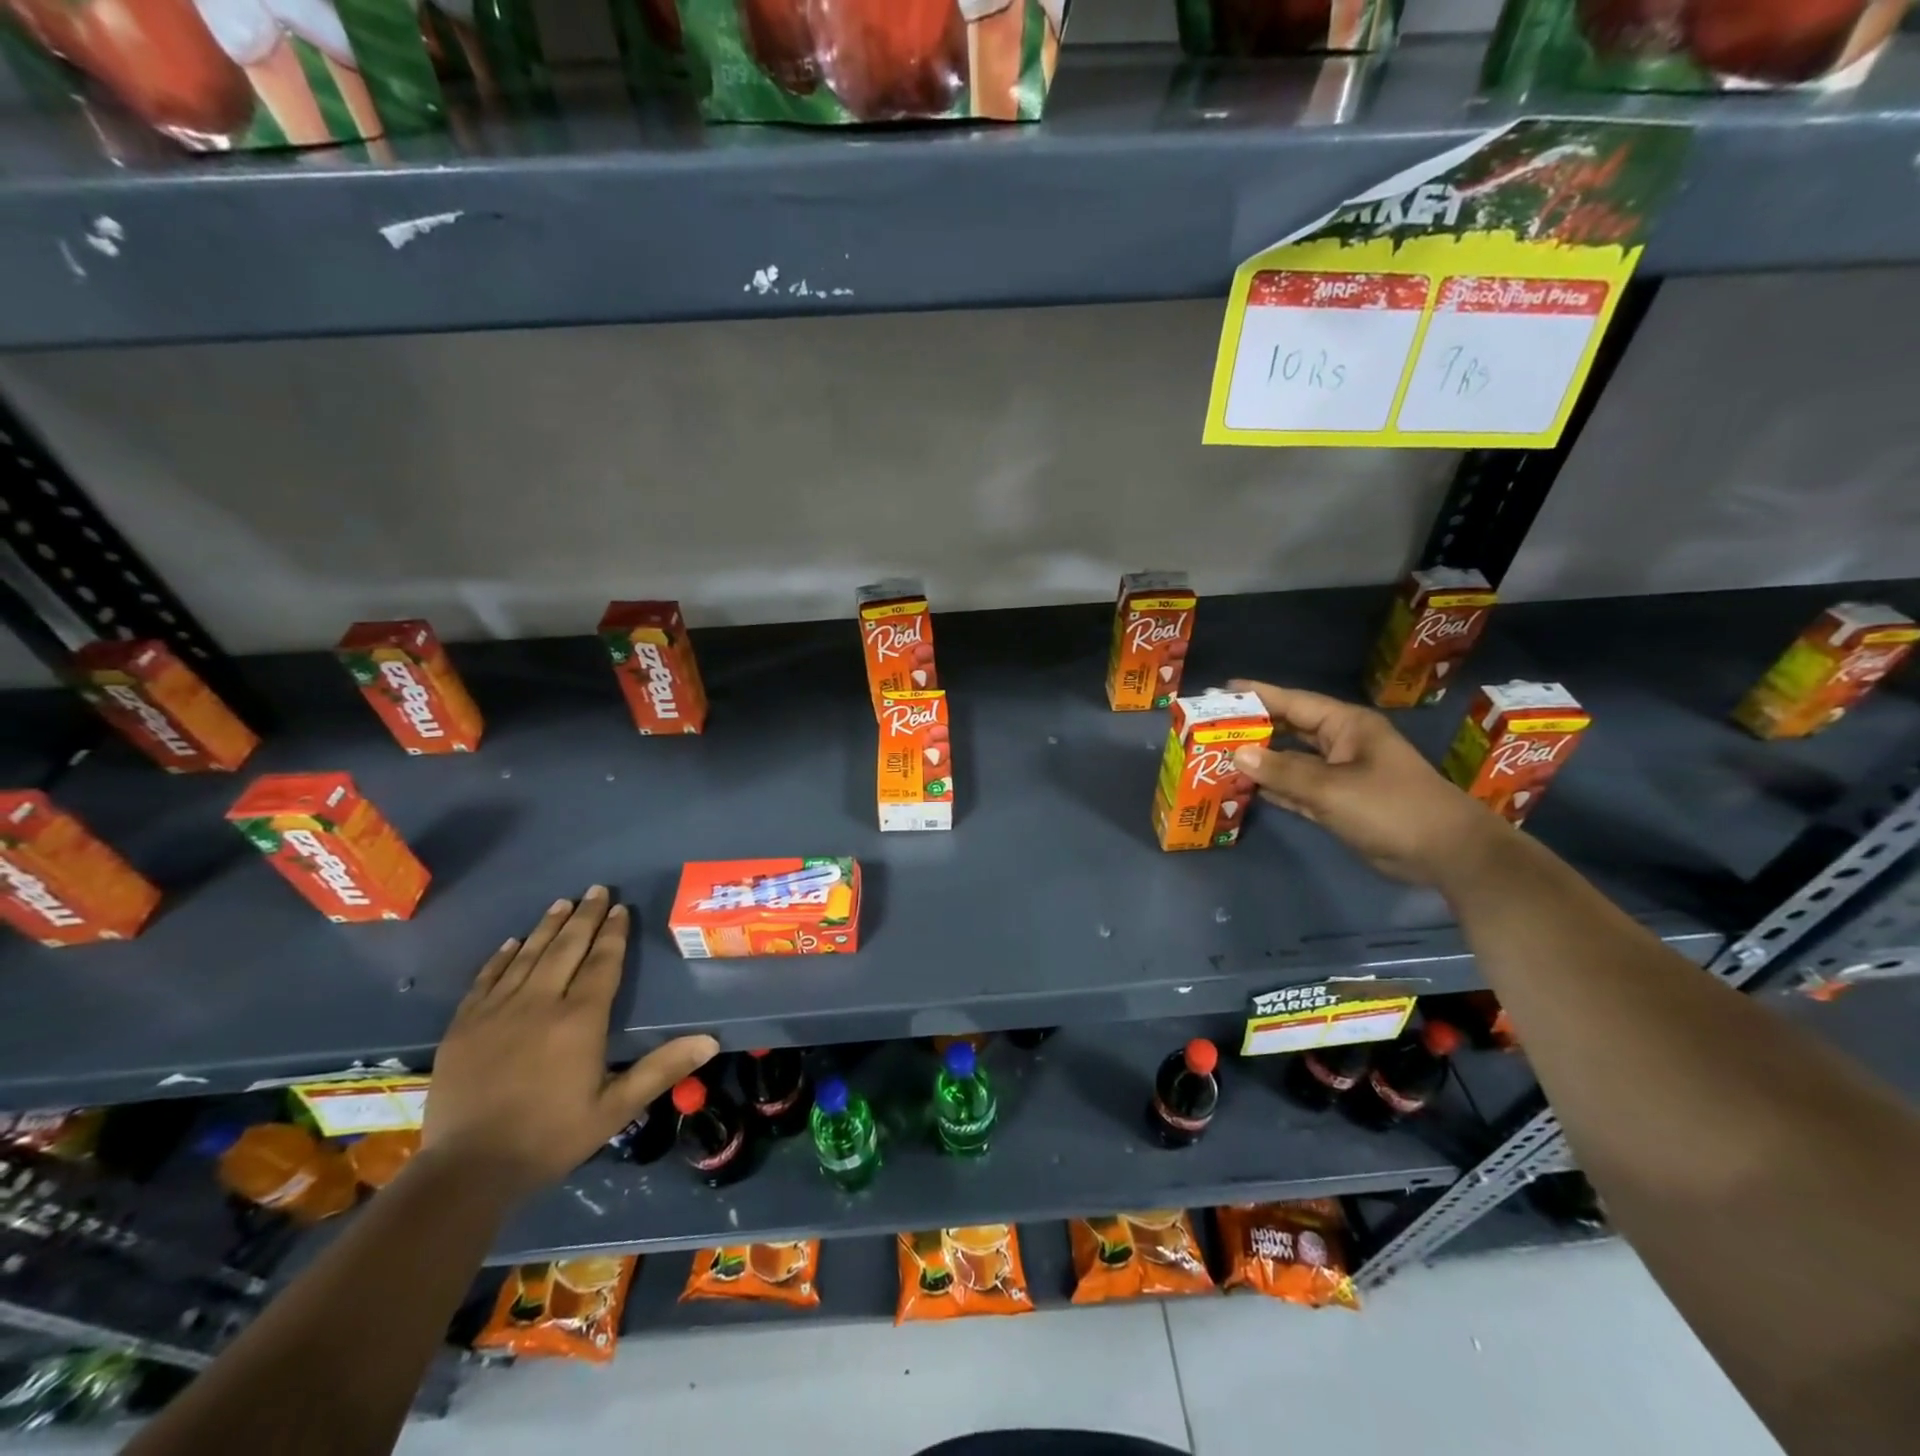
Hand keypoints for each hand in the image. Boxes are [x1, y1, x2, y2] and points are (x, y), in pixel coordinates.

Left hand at [423, 886, 718, 1198]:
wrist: (467, 1170)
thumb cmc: (550, 1137)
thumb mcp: (615, 1109)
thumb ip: (661, 1069)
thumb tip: (710, 1041)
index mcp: (579, 1020)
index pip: (602, 963)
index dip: (613, 933)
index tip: (620, 908)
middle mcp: (539, 1004)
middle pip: (566, 948)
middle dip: (584, 916)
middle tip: (595, 889)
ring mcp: (497, 1012)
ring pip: (527, 956)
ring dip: (547, 927)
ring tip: (562, 903)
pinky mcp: (464, 1026)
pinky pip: (486, 979)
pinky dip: (501, 957)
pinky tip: (511, 943)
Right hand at [1226, 680, 1503, 886]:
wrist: (1445, 853)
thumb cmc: (1391, 807)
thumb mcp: (1332, 789)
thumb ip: (1282, 772)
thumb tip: (1237, 753)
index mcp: (1346, 726)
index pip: (1294, 703)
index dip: (1258, 695)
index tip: (1221, 690)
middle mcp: (1341, 745)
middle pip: (1289, 730)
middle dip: (1253, 729)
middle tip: (1210, 728)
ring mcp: (1340, 775)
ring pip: (1290, 762)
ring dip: (1259, 761)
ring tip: (1217, 756)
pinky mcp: (1338, 802)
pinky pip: (1296, 788)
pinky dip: (1273, 788)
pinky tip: (1244, 788)